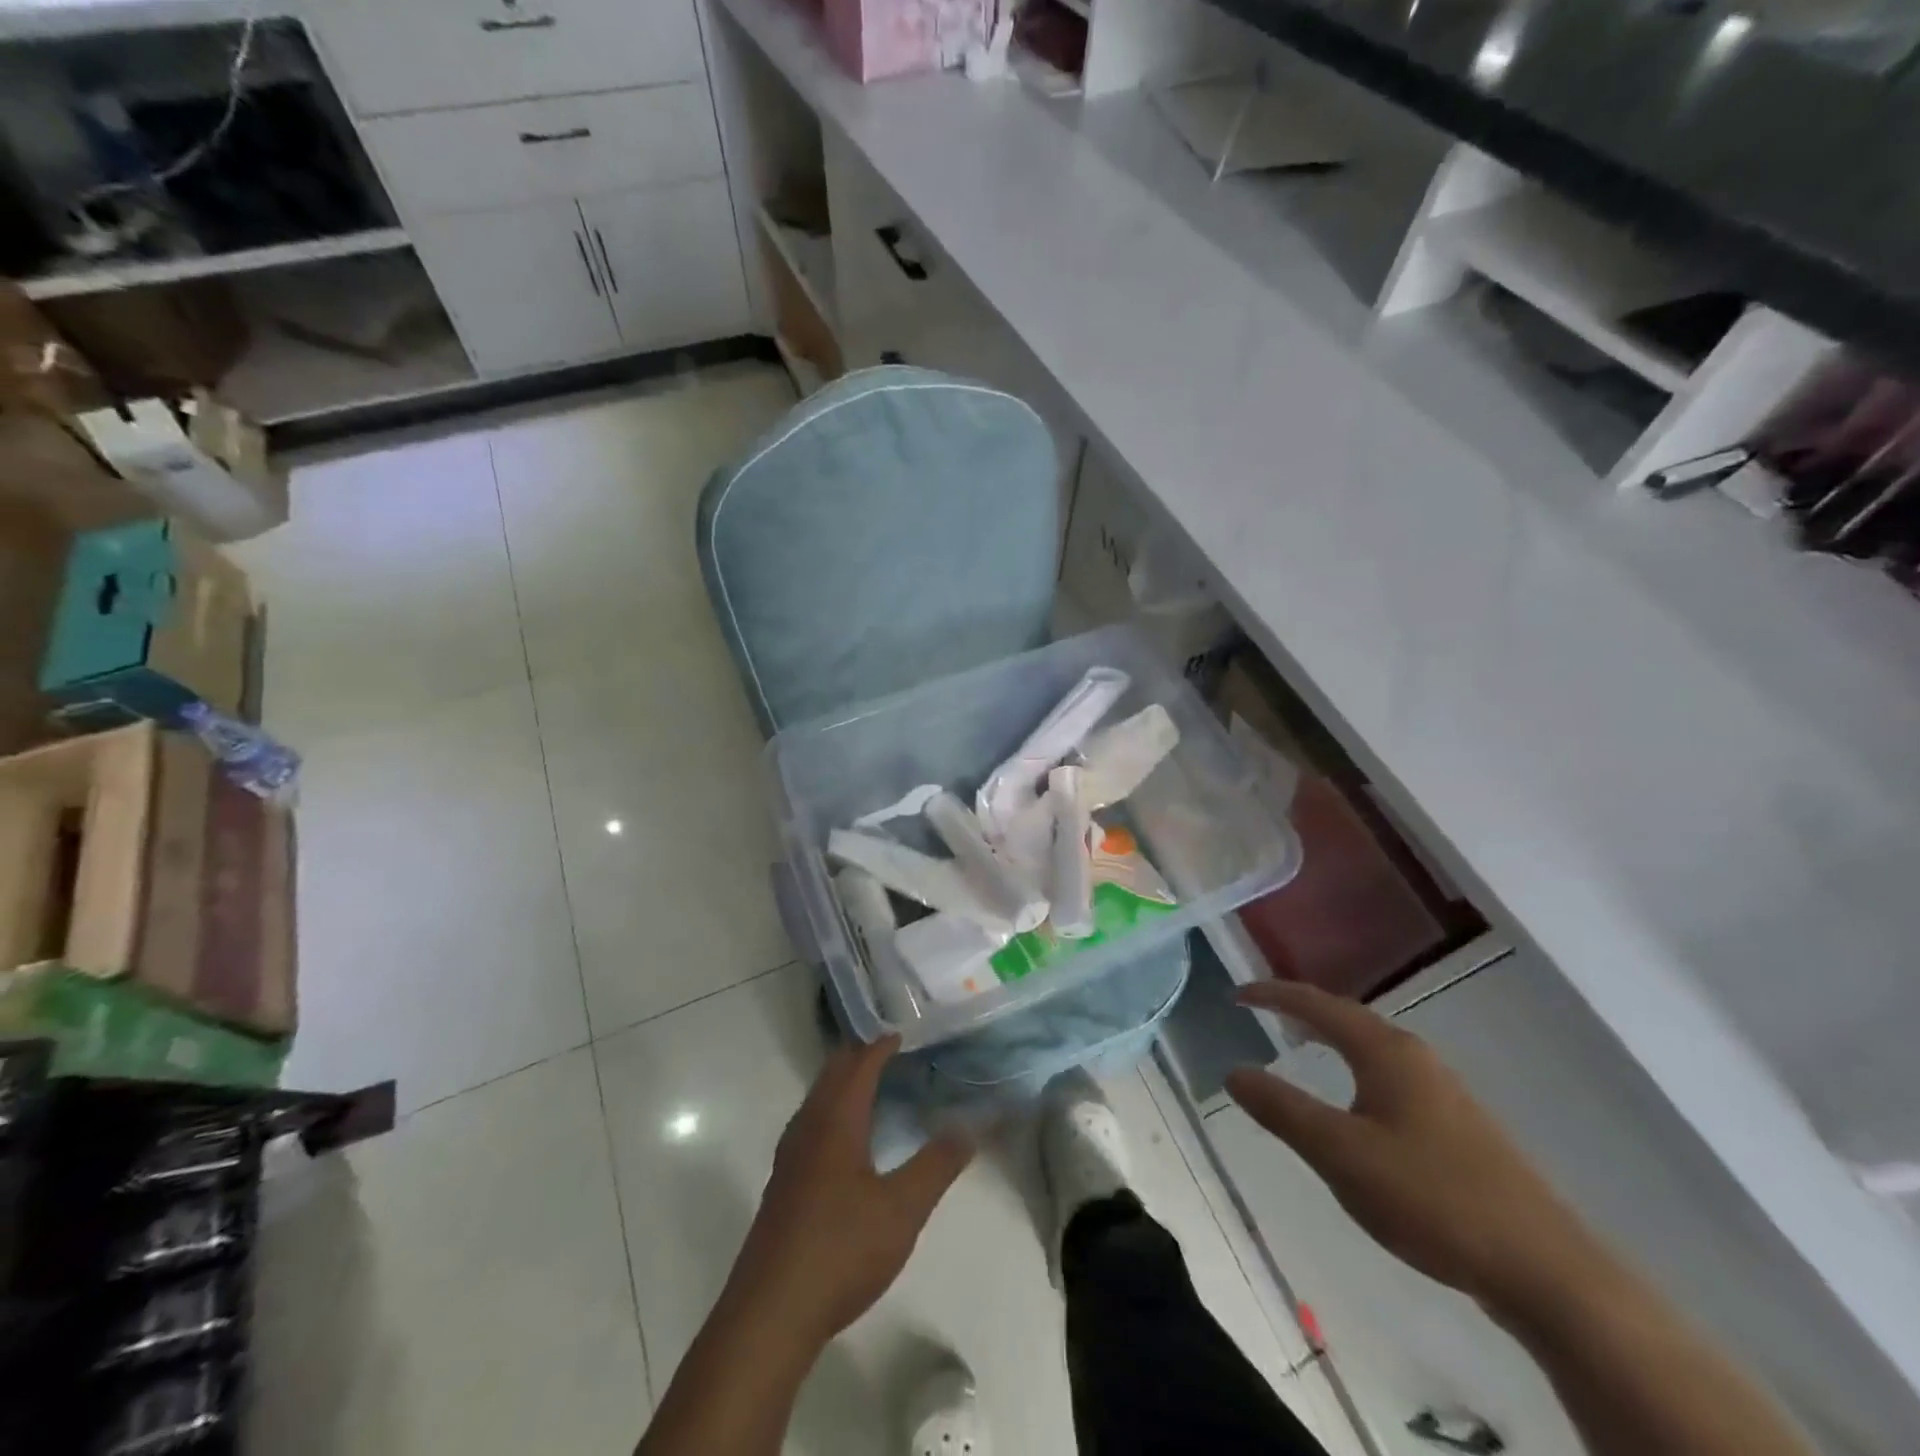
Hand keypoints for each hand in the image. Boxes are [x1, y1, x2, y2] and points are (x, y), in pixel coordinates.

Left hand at [724, 1034, 972, 1351]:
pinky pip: (809, 1126)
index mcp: (835, 1122)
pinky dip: (831, 1112)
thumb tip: (968, 1125)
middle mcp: (807, 1129)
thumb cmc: (840, 1249)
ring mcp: (789, 1158)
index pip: (858, 1066)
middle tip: (890, 1051)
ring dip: (842, 1085)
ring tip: (870, 1087)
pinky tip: (843, 1142)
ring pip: (816, 1101)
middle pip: (831, 1076)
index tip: (901, 1033)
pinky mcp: (782, 1187)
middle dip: (858, 1057)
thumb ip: (937, 1164)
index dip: (880, 1046)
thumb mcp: (902, 1209)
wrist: (770, 1314)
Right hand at [1225, 982, 1599, 1310]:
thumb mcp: (1340, 1154)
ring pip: (1373, 1047)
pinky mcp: (1458, 1126)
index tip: (1236, 993)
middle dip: (1303, 1009)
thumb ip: (1282, 1109)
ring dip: (1332, 1037)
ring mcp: (1443, 1091)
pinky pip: (1390, 1076)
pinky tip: (1355, 1101)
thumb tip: (1234, 1071)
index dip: (1273, 995)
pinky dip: (1356, 1067)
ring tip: (1301, 1043)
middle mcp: (1415, 1057)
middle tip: (1263, 1011)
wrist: (1546, 1271)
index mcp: (1385, 1052)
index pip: (1318, 1005)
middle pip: (1349, 1017)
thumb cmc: (1431, 1198)